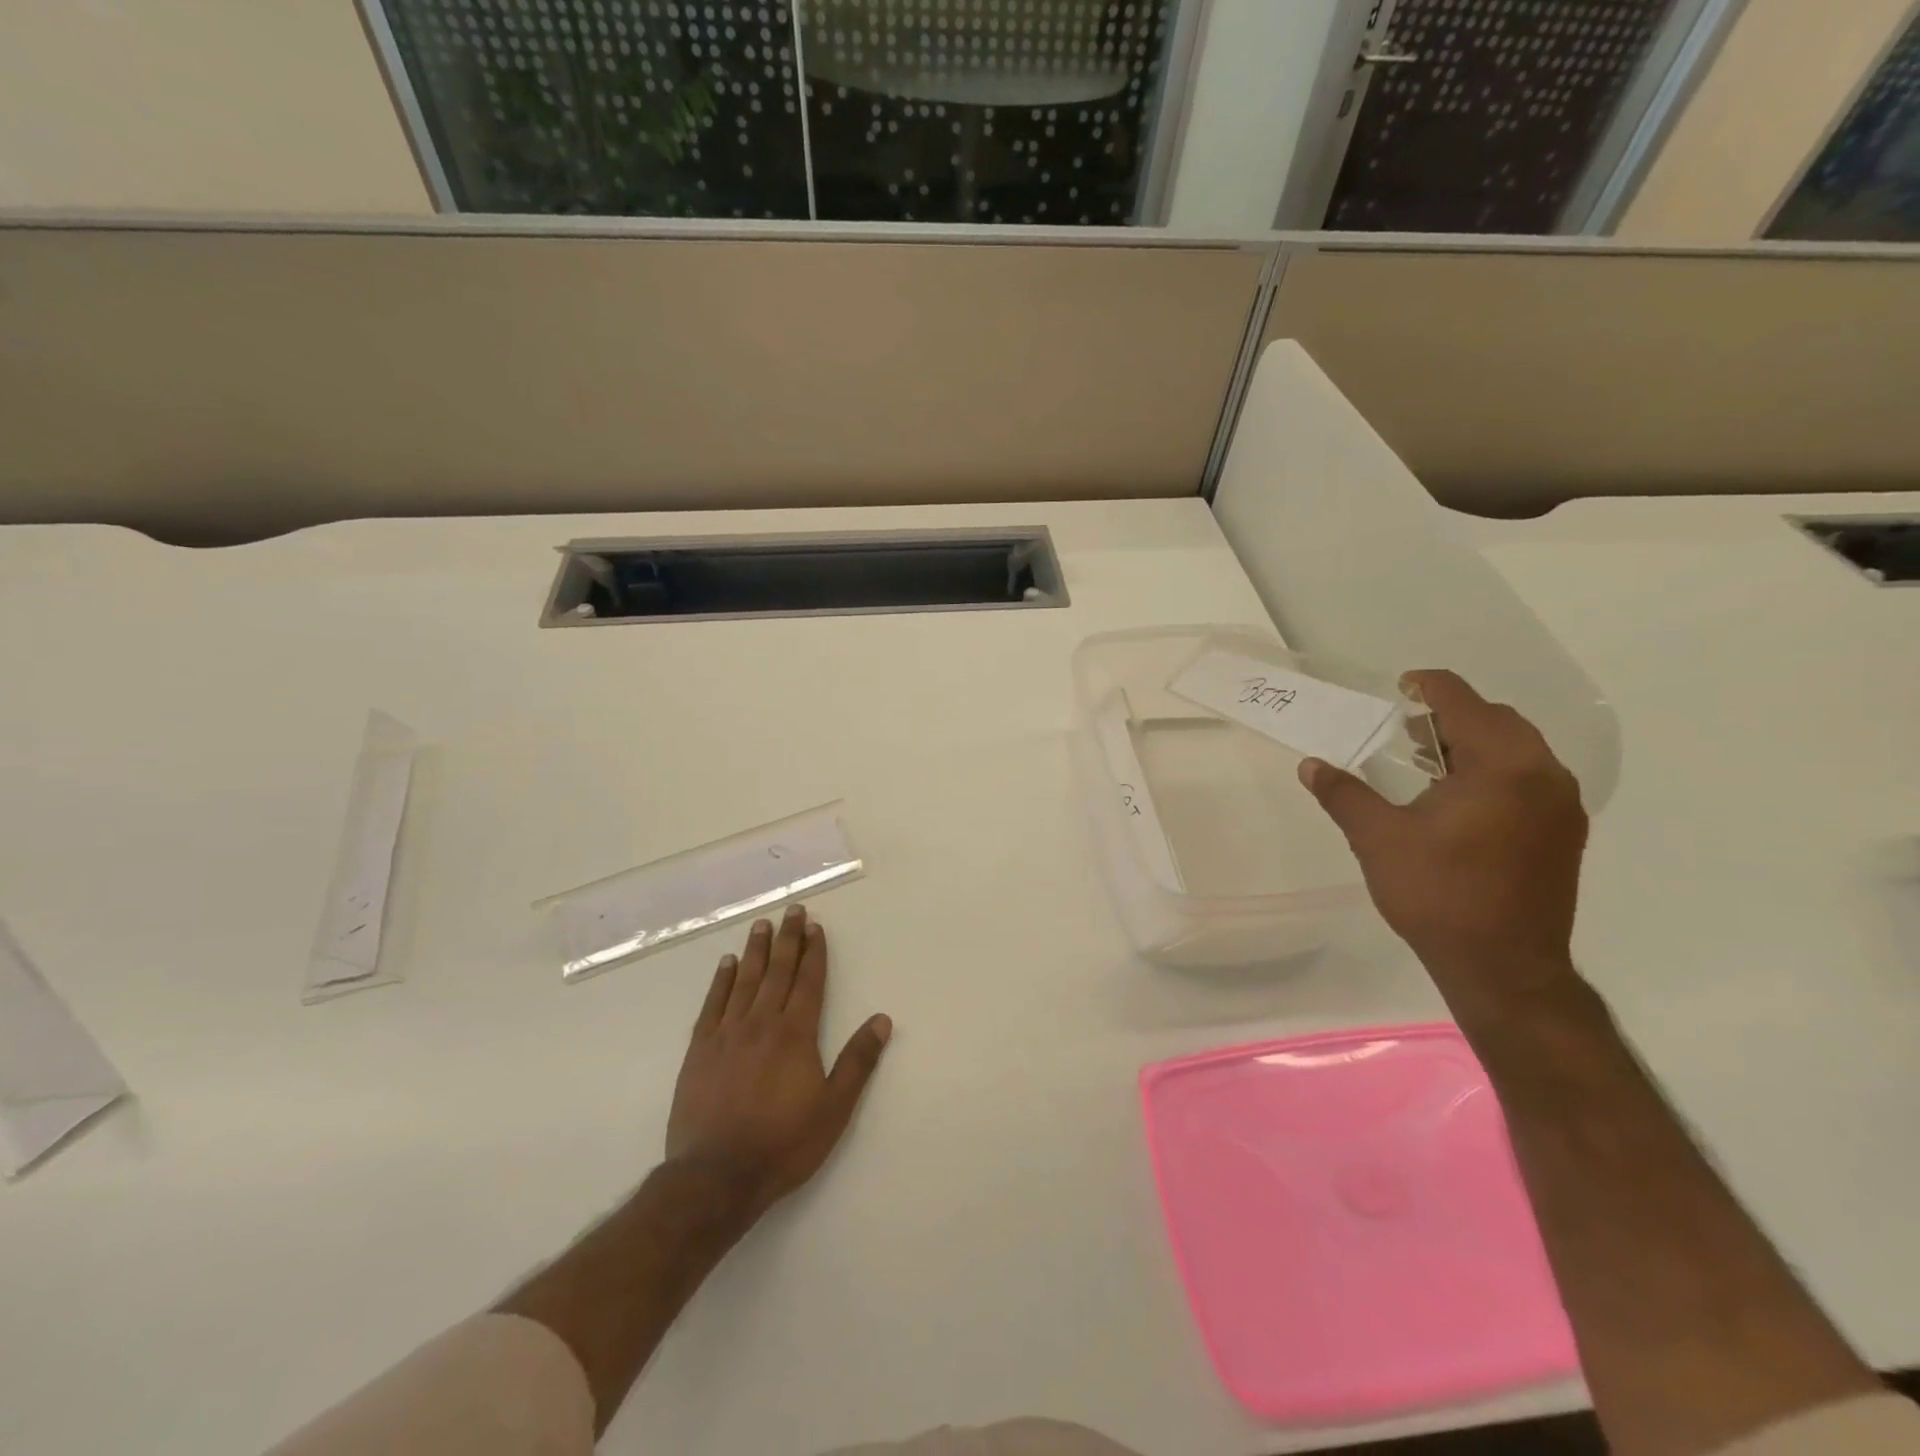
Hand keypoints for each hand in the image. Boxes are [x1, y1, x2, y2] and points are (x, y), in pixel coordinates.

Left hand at [666, 905, 891, 1220]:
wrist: (715, 1176)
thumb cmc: (782, 1144)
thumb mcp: (833, 1108)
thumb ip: (858, 1062)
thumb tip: (882, 1020)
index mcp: (796, 1034)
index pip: (808, 982)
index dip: (814, 953)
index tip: (815, 927)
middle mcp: (762, 1023)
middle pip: (777, 972)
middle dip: (787, 939)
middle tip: (791, 911)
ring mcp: (727, 1034)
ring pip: (745, 980)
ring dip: (756, 950)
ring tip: (761, 925)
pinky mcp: (700, 1050)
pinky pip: (713, 1004)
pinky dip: (721, 981)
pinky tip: (727, 964)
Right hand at [1298, 669, 1588, 1014]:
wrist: (1504, 967)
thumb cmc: (1437, 894)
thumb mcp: (1377, 839)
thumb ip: (1344, 794)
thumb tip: (1311, 765)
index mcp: (1501, 766)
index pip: (1464, 703)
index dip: (1429, 687)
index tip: (1401, 686)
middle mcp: (1542, 775)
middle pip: (1497, 721)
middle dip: (1451, 717)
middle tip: (1406, 731)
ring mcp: (1560, 807)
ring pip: (1517, 750)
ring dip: (1472, 744)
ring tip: (1426, 763)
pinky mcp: (1562, 834)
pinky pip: (1528, 779)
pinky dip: (1493, 771)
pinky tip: (1458, 799)